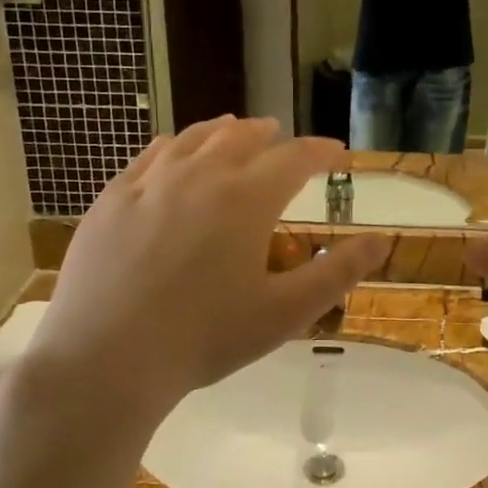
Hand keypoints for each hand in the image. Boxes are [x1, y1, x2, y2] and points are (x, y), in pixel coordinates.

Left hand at [20, 118, 389, 421]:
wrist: (106, 358)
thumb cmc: (205, 337)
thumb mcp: (285, 312)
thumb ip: (337, 273)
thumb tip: (381, 242)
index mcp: (247, 199)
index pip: (295, 158)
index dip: (320, 151)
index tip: (335, 151)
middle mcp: (201, 175)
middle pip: (241, 139)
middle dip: (268, 135)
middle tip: (279, 135)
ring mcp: (150, 183)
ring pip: (193, 139)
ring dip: (221, 131)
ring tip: (232, 129)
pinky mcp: (112, 199)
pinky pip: (149, 156)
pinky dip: (172, 145)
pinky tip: (172, 150)